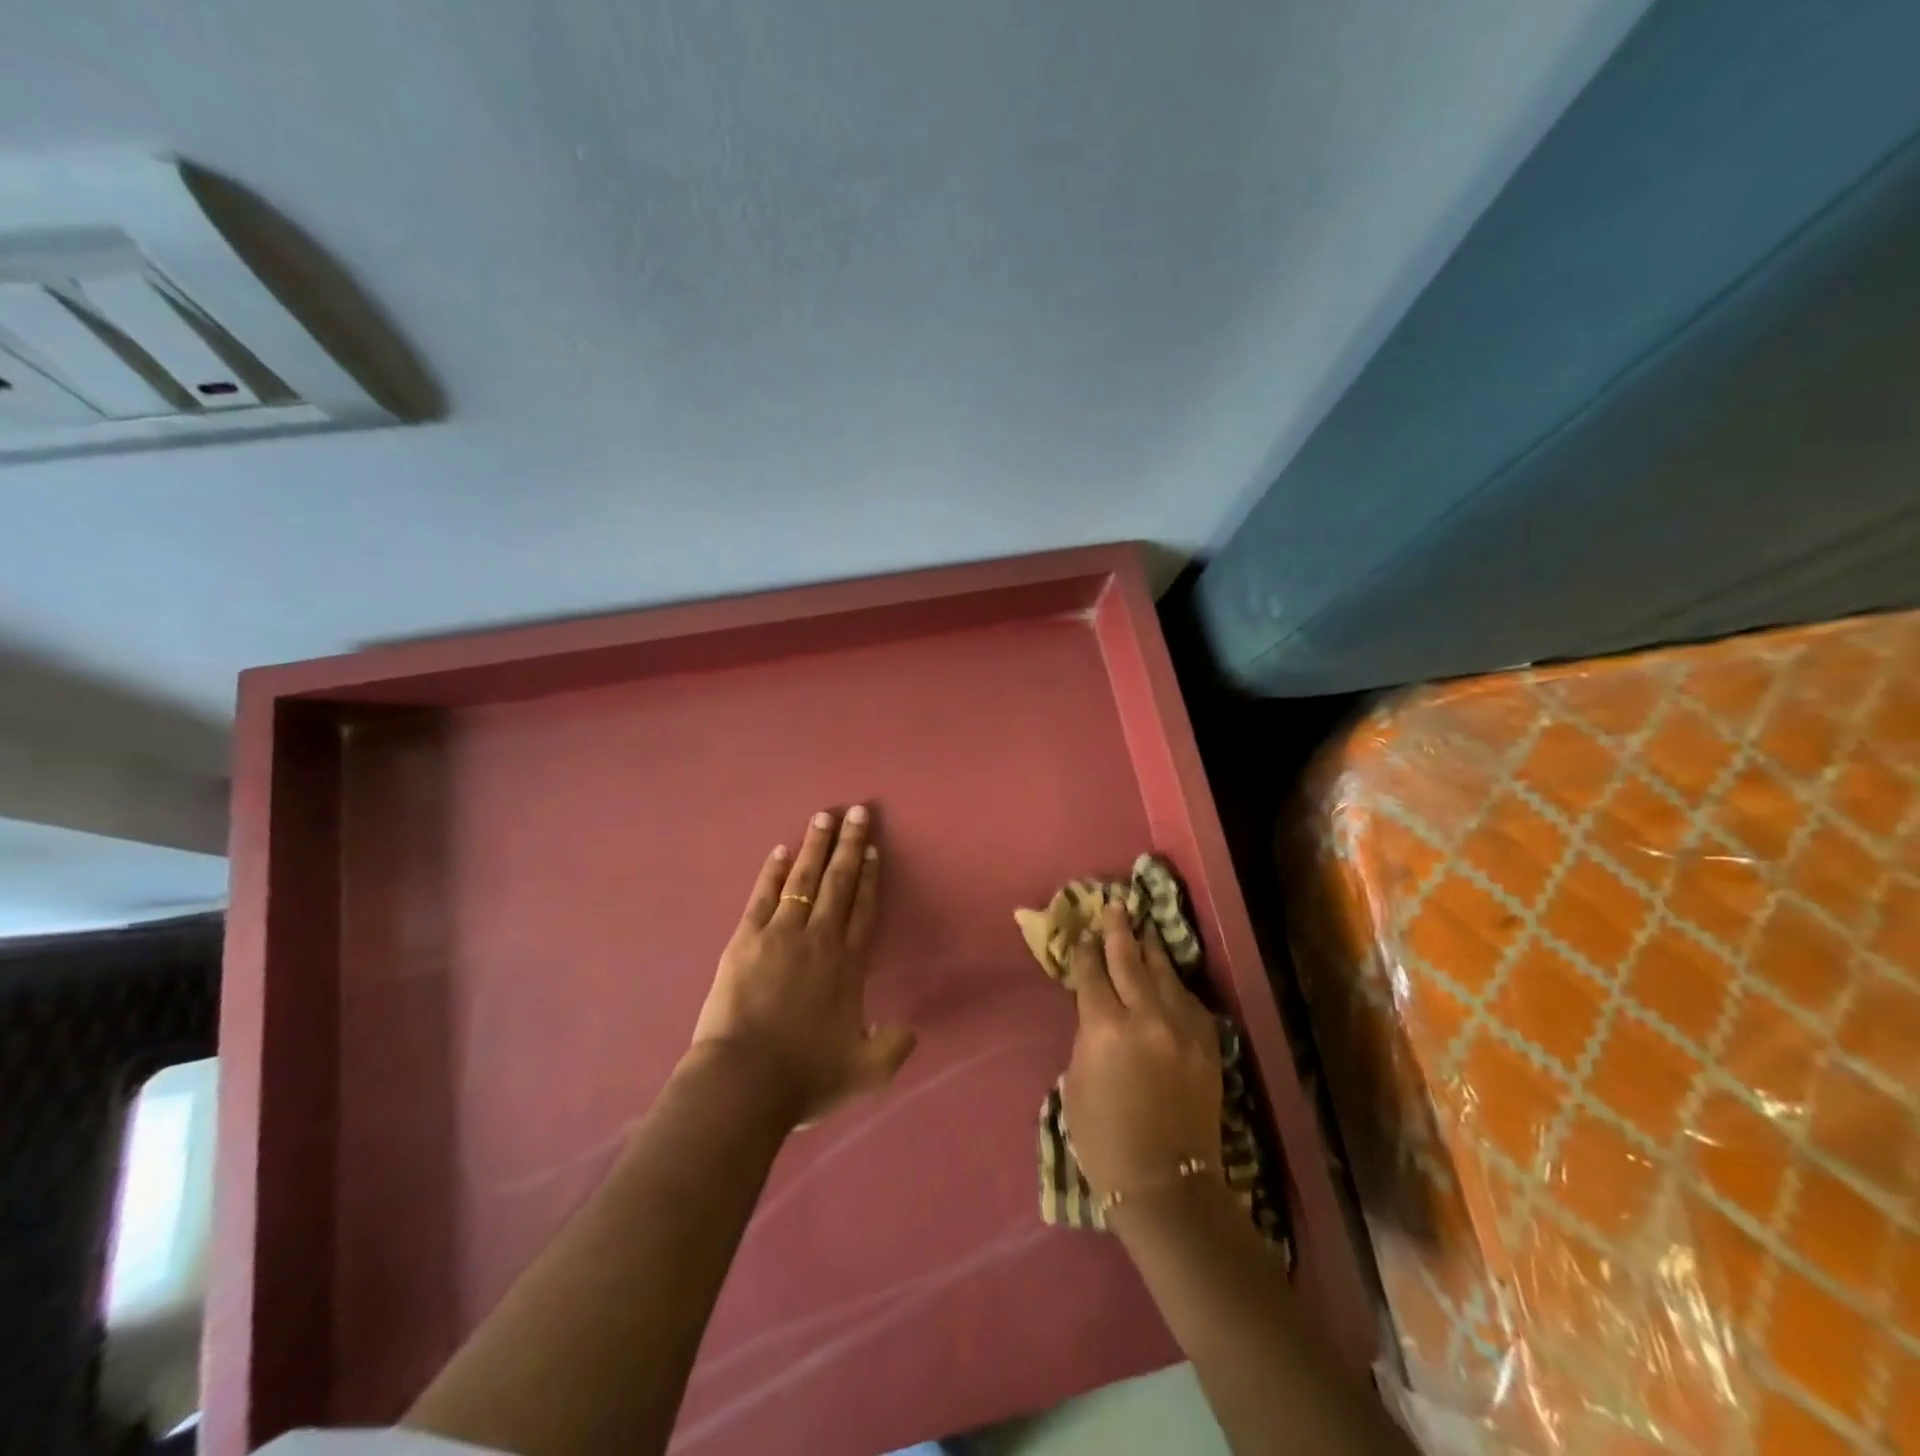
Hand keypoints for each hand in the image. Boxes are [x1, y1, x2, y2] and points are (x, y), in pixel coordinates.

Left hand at [690, 806, 915, 1125]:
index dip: (870, 878)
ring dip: (815, 847)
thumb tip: (912, 1030)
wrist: (745, 1081)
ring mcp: (781, 934)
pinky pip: (764, 896)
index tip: (874, 850)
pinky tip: (781, 851)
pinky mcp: (746, 939)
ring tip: (823, 817)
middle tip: (858, 811)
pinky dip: (774, 872)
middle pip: (839, 883)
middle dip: (850, 845)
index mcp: (848, 965)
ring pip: (804, 880)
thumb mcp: (865, 1071)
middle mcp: (820, 939)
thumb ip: (893, 1047)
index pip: (863, 909)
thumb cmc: (806, 1075)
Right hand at [1062, 902, 1222, 1209]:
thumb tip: (1097, 1010)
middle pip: (1128, 960)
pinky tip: (1168, 976)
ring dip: (1150, 949)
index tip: (1081, 933)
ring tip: (1143, 928)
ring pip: (1164, 973)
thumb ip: (1087, 1036)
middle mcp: (1145, 1017)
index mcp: (1104, 1028)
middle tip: (1114, 906)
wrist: (1165, 1184)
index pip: (1091, 973)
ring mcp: (1182, 1028)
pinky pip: (1189, 1000)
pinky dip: (1175, 983)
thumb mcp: (1075, 1082)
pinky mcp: (1208, 1043)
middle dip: (1118, 930)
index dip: (1084, 951)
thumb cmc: (1104, 1139)